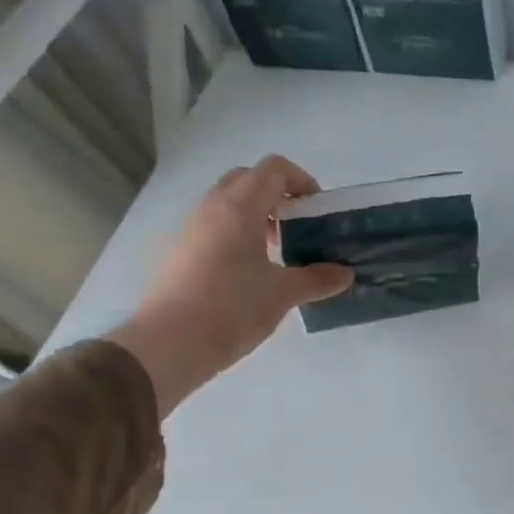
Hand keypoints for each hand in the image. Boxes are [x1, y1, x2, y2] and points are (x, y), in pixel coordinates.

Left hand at [106, 156, 352, 415]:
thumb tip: (345, 274)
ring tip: (277, 251)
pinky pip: (215, 225)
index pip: (274, 169)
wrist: (168, 344)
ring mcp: (192, 229)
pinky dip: (237, 233)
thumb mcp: (283, 294)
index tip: (317, 210)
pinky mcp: (180, 251)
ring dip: (257, 215)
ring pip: (228, 202)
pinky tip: (251, 271)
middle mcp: (212, 208)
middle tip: (298, 225)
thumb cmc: (231, 308)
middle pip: (248, 179)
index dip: (301, 180)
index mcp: (239, 207)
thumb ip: (317, 279)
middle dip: (277, 194)